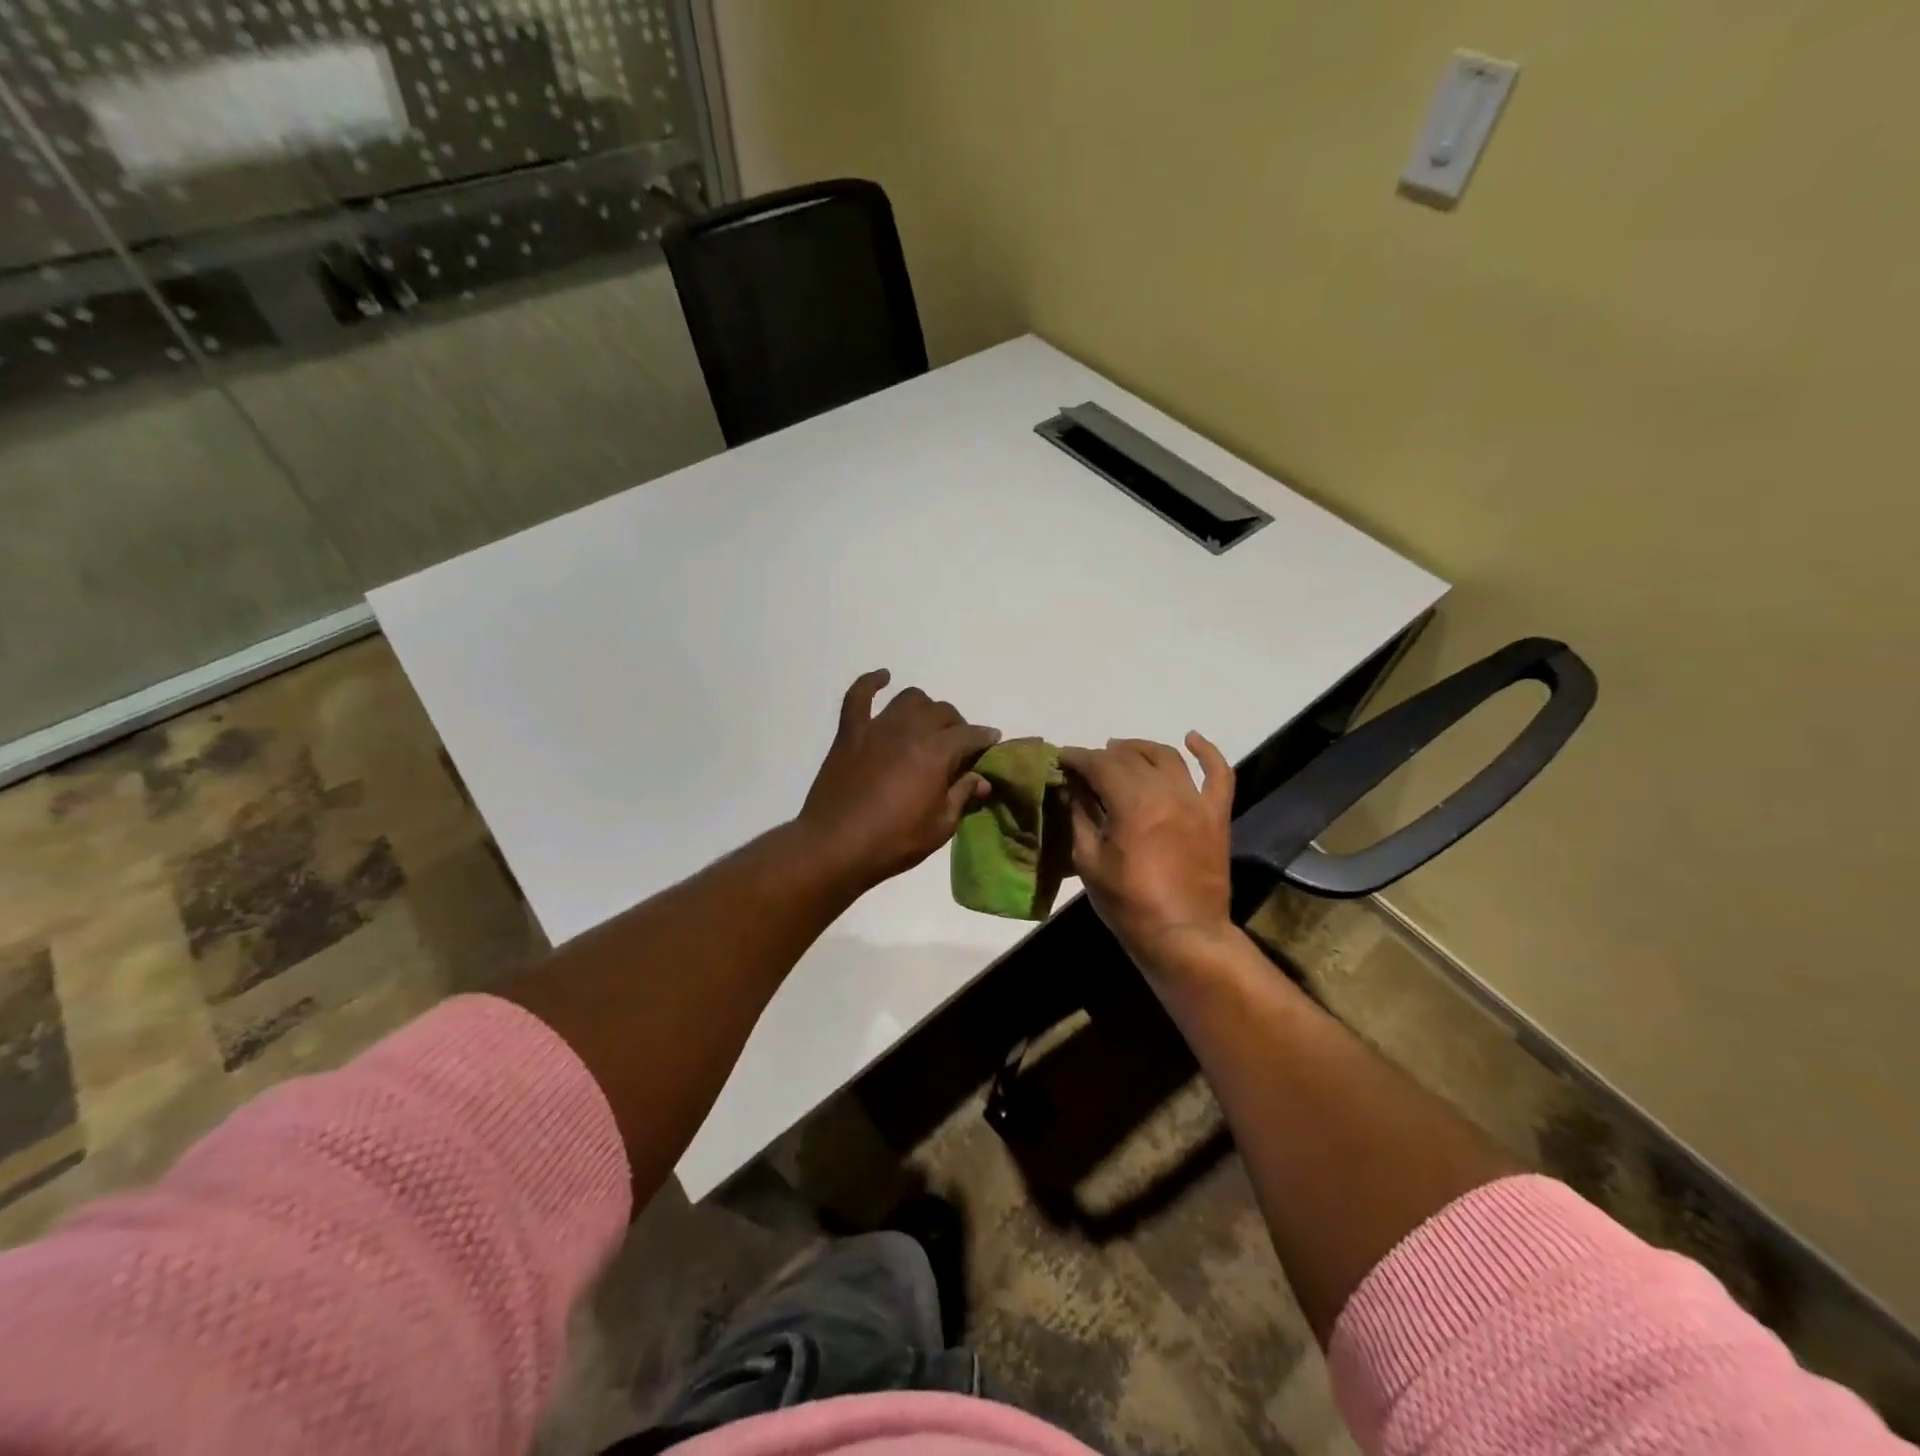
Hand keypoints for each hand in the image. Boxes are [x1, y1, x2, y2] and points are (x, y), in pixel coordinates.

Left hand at [798, 670, 1000, 887]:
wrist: (835, 847)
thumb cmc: (893, 841)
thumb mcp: (940, 826)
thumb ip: (962, 796)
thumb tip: (982, 779)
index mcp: (936, 753)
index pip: (970, 735)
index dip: (985, 738)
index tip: (991, 743)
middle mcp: (910, 730)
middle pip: (942, 712)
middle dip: (957, 725)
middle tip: (958, 745)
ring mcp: (877, 728)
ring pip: (909, 698)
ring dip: (924, 707)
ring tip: (926, 724)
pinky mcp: (849, 733)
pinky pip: (858, 696)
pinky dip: (871, 682)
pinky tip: (882, 678)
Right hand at [1059, 733, 1236, 977]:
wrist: (1184, 936)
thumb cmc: (1129, 905)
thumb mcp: (1089, 863)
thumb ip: (1081, 820)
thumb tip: (1075, 792)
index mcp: (1132, 804)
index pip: (1099, 765)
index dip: (1078, 758)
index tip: (1062, 758)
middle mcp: (1166, 793)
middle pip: (1131, 758)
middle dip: (1104, 755)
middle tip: (1086, 763)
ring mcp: (1196, 802)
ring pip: (1168, 757)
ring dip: (1141, 748)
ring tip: (1122, 749)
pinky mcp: (1216, 815)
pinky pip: (1219, 774)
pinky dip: (1207, 752)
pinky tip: (1191, 739)